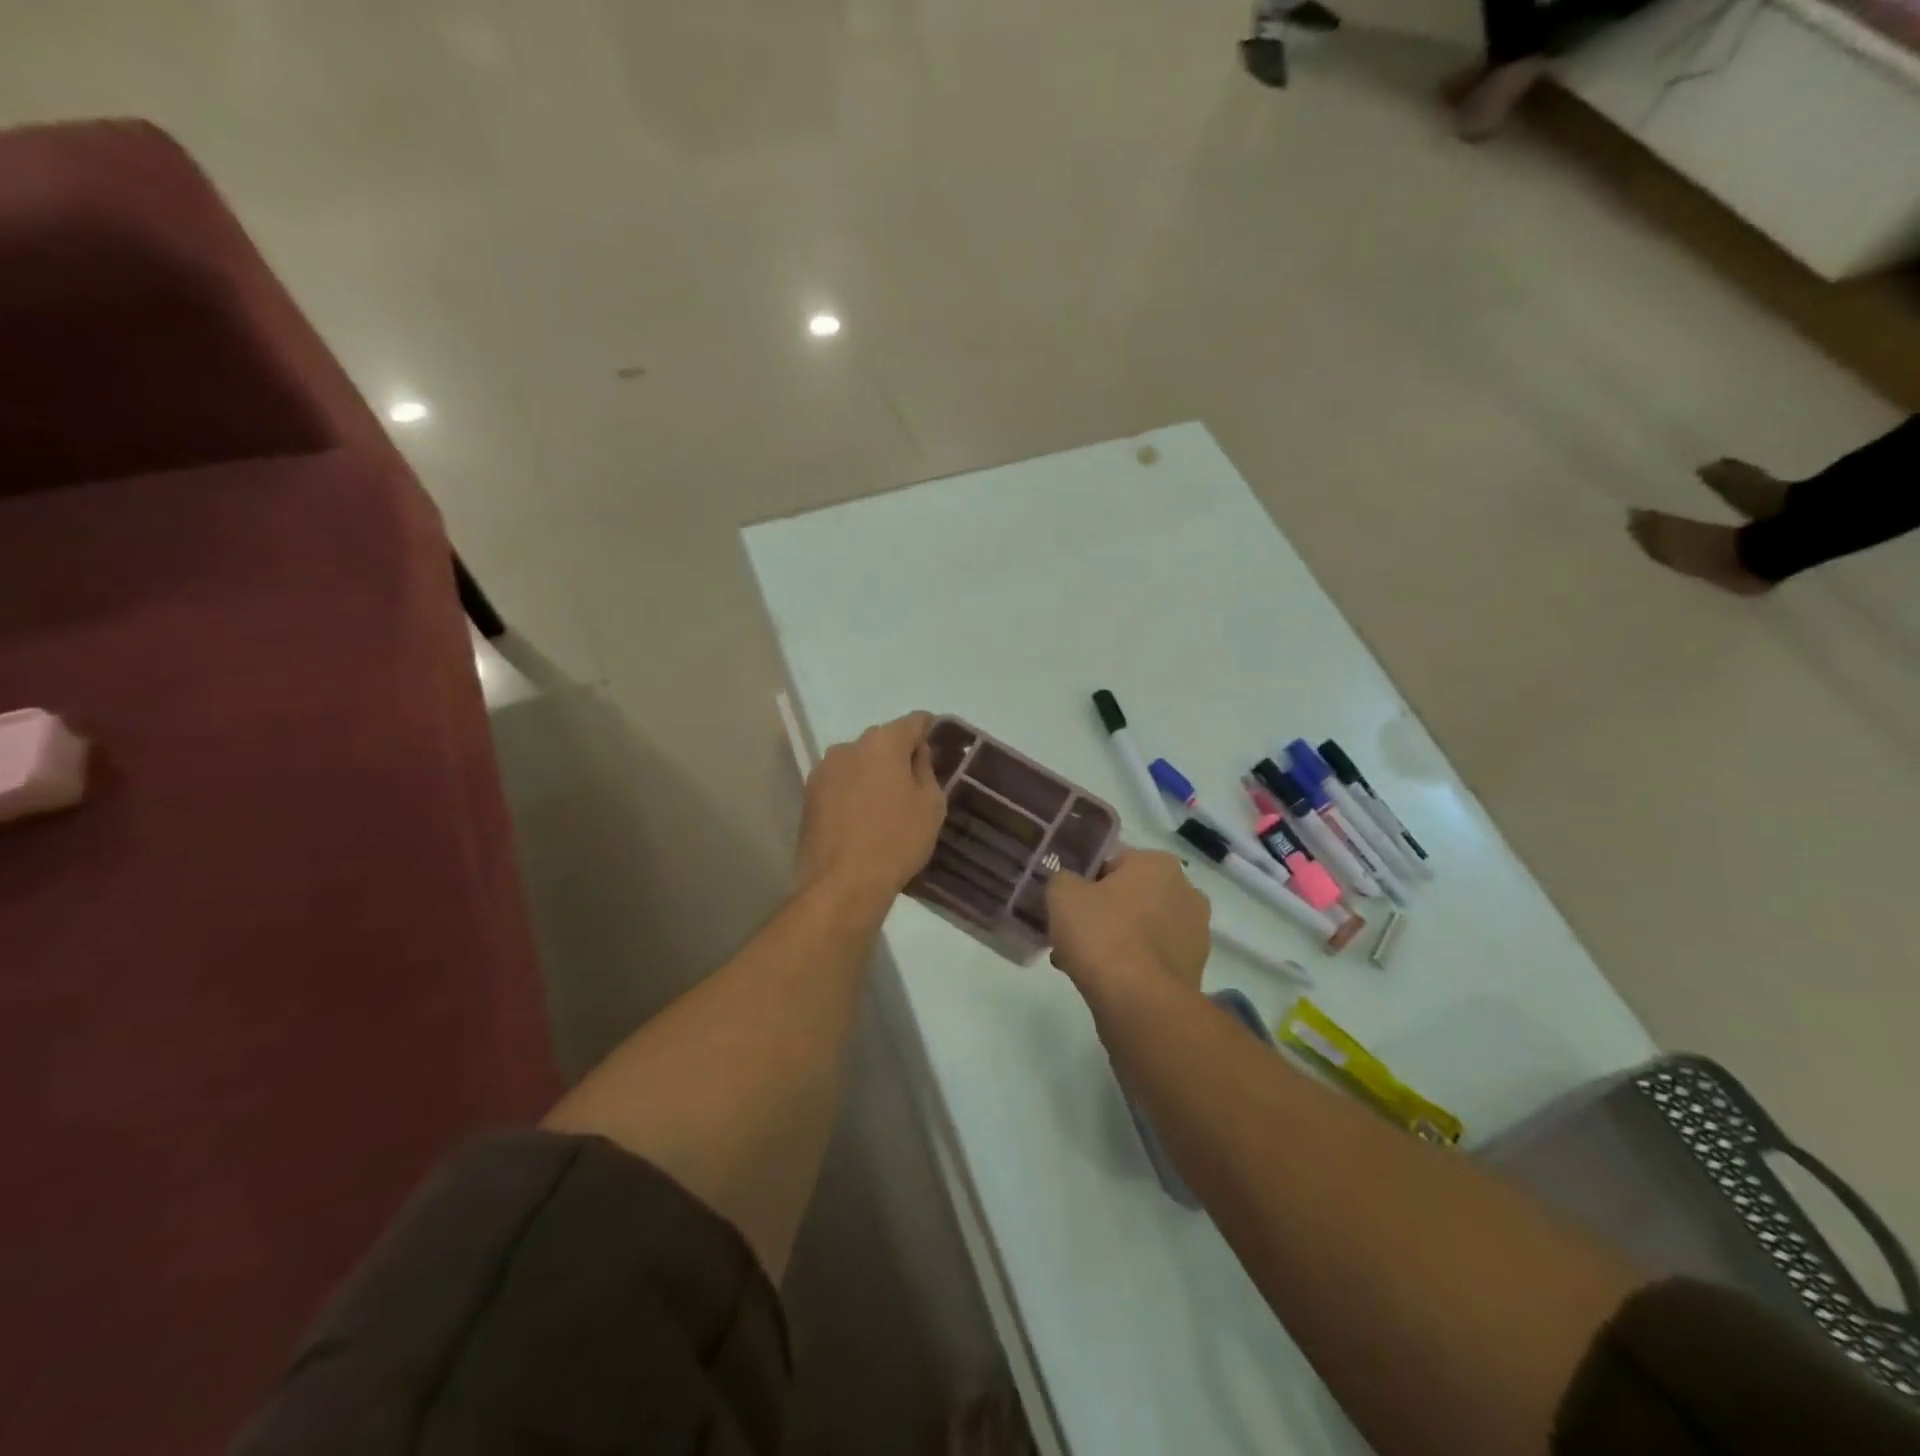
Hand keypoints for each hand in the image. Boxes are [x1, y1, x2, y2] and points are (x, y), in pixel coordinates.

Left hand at [796, 711, 947, 917]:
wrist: (842, 884)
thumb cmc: (896, 841)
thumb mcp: (930, 805)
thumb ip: (926, 769)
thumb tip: (917, 753)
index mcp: (883, 742)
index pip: (914, 721)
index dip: (930, 730)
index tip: (939, 747)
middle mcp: (849, 746)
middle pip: (882, 740)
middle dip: (899, 754)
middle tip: (915, 782)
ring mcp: (824, 769)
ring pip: (858, 761)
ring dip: (873, 773)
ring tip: (885, 805)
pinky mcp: (808, 795)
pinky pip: (840, 782)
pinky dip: (853, 791)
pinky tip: (862, 818)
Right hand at [1047, 849, 1210, 993]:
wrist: (1139, 1003)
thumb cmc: (1102, 935)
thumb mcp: (1063, 894)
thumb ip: (1063, 878)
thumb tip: (1070, 884)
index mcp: (1159, 864)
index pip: (1112, 862)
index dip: (1085, 883)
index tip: (1067, 906)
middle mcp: (1186, 892)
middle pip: (1129, 897)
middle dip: (1102, 913)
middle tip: (1072, 935)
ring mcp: (1195, 933)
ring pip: (1140, 929)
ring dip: (1116, 940)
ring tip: (1082, 964)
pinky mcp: (1194, 970)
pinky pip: (1152, 958)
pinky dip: (1131, 965)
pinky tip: (1105, 982)